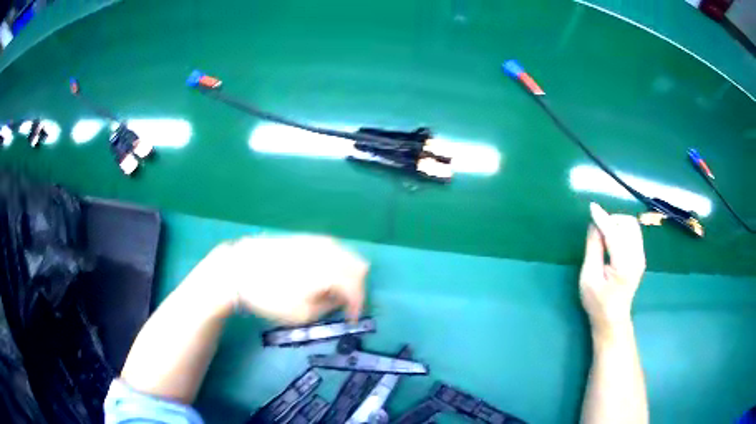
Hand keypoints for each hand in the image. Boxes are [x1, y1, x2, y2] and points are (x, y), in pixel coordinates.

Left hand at [185, 235, 367, 323]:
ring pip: (347, 254)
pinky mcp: (305, 237)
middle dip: (357, 287)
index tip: (352, 319)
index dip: (358, 306)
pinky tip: (321, 275)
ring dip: (347, 274)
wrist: (239, 268)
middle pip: (359, 266)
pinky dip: (335, 263)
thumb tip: (339, 299)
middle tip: (345, 304)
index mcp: (330, 271)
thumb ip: (328, 306)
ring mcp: (317, 241)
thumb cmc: (270, 295)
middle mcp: (329, 251)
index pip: (357, 288)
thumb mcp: (301, 314)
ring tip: (332, 291)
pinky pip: (332, 248)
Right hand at [579, 203, 645, 333]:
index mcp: (623, 264)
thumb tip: (594, 225)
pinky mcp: (640, 256)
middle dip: (612, 220)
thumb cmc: (597, 302)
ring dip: (618, 223)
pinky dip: (622, 229)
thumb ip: (593, 249)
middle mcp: (637, 257)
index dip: (603, 219)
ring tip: (604, 234)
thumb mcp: (588, 278)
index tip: (592, 207)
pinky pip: (633, 233)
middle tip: (597, 229)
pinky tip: (612, 240)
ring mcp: (641, 256)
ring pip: (632, 226)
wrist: (613, 319)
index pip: (614, 233)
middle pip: (628, 224)